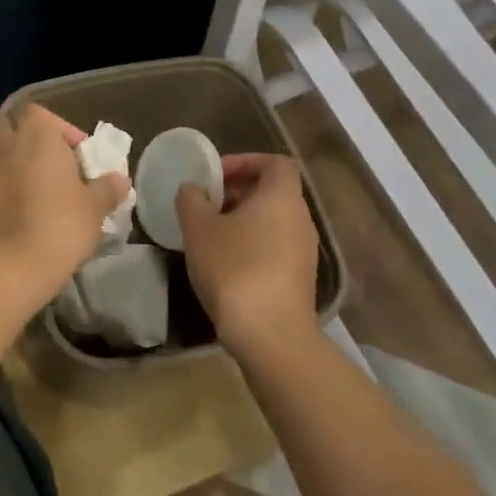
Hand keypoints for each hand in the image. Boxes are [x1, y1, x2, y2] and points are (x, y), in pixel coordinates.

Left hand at [0, 106, 128, 309]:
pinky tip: (31, 214)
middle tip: (60, 166)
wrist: (10, 264)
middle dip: (35, 141)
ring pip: (5, 156)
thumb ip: (107, 189)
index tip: (81, 157)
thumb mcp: (94, 207)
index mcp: (36, 135)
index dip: (63, 131)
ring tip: (49, 195)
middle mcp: (8, 146)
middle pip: (15, 127)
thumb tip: (119, 179)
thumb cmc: (60, 224)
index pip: (42, 114)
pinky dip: (12, 190)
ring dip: (23, 167)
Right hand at [177, 154, 321, 359]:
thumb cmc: (234, 268)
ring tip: (210, 233)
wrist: (270, 335)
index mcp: (281, 197)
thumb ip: (191, 199)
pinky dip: (252, 243)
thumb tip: (193, 189)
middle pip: (273, 191)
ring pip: (273, 220)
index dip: (246, 161)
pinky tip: (225, 261)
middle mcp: (301, 218)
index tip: (217, 175)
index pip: (276, 163)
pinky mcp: (300, 278)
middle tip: (206, 203)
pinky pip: (275, 245)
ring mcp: (304, 251)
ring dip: (243, 219)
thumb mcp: (198, 228)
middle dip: (238, 191)